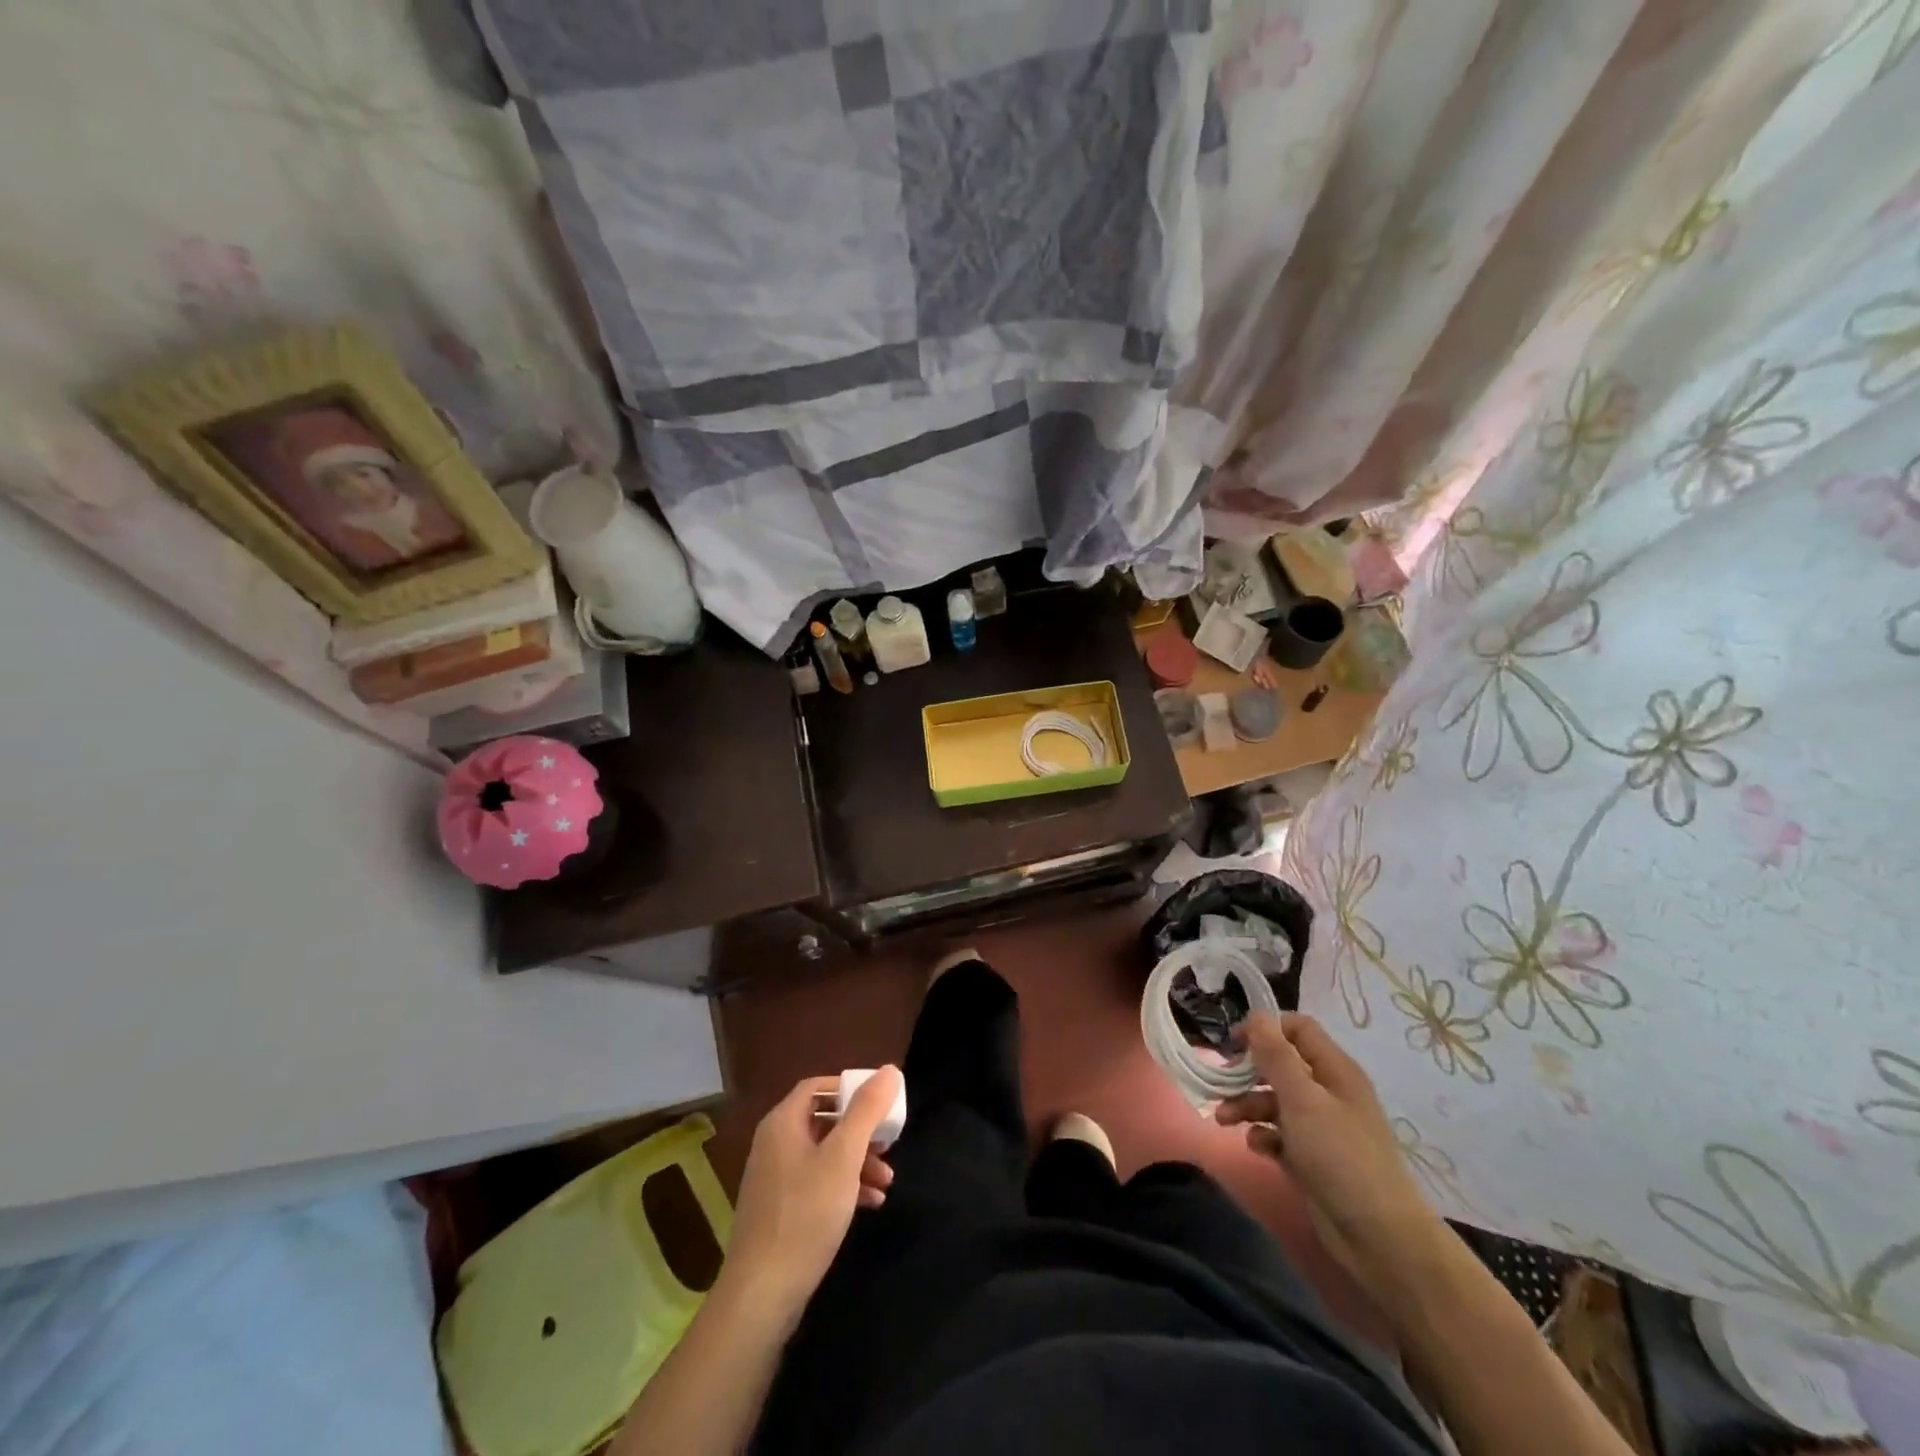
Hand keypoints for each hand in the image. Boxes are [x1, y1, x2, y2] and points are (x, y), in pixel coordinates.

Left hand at [721, 1067, 901, 1326]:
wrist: (762, 1295)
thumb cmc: (805, 1214)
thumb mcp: (843, 1157)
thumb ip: (867, 1110)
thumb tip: (889, 1069)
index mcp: (782, 1123)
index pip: (818, 1087)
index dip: (849, 1089)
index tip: (880, 1103)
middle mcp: (774, 1144)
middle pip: (823, 1121)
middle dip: (860, 1131)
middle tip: (889, 1143)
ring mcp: (775, 1180)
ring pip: (823, 1155)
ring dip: (857, 1162)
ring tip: (887, 1181)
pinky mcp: (780, 1211)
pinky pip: (817, 1184)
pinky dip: (844, 1186)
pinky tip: (871, 1203)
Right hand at [1216, 1013, 1437, 1292]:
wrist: (1379, 1238)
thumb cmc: (1340, 1156)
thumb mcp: (1303, 1099)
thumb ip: (1276, 1056)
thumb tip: (1257, 1015)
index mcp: (1334, 1070)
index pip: (1297, 1028)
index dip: (1265, 1029)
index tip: (1234, 1044)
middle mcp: (1328, 1092)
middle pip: (1281, 1065)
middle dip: (1249, 1071)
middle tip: (1222, 1081)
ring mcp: (1321, 1127)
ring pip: (1275, 1101)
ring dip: (1247, 1104)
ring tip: (1224, 1120)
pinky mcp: (1312, 1158)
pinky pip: (1279, 1135)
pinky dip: (1263, 1135)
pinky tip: (1255, 1147)